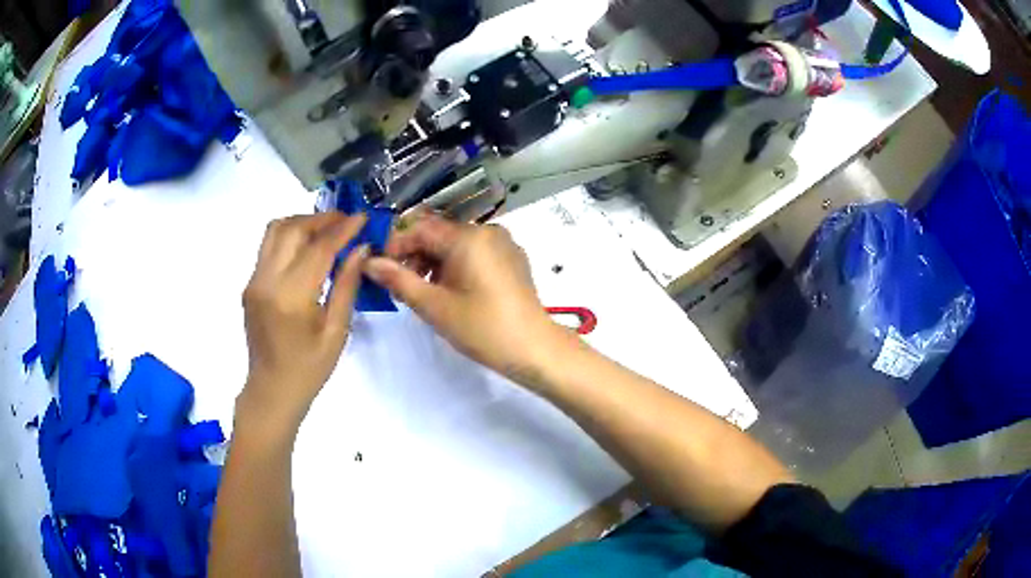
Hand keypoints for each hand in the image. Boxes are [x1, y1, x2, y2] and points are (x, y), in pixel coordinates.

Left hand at [239, 213, 368, 431]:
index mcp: (291, 297)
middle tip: (347, 222)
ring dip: (302, 222)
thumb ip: (347, 285)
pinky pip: (268, 246)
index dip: (343, 228)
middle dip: (322, 219)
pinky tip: (307, 249)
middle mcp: (267, 280)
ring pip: (275, 230)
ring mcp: (254, 280)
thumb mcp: (336, 331)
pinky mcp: (250, 284)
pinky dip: (290, 237)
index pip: (318, 247)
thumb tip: (361, 248)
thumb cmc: (309, 369)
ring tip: (326, 231)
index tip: (363, 218)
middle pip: (293, 228)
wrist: (272, 390)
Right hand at [364, 213, 565, 385]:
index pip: (420, 228)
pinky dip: (455, 265)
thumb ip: (398, 280)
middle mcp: (487, 231)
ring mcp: (503, 244)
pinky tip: (449, 290)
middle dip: (414, 255)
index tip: (380, 269)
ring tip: (422, 292)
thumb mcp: (434, 306)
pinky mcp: (511, 259)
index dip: (395, 245)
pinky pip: (474, 252)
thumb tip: (369, 262)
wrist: (534, 348)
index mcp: (468, 237)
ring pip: (456, 244)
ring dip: (434, 262)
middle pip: (439, 234)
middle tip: (400, 285)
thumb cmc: (482, 328)